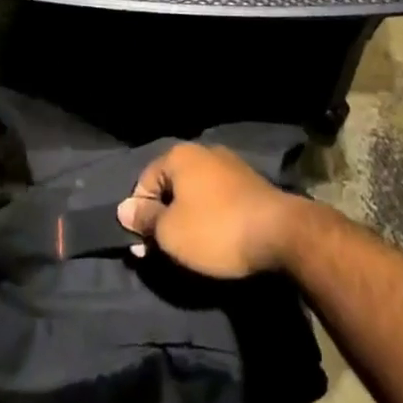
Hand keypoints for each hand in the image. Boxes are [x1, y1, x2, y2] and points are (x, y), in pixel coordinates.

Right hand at [116, 143, 300, 278]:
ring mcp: (229, 165)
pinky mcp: (248, 182)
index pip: (144, 180)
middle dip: (162, 217)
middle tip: (162, 251)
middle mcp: (203, 151)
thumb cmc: (215, 229)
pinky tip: (213, 238)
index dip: (138, 214)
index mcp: (180, 155)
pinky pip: (216, 198)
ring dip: (185, 218)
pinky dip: (209, 216)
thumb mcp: (170, 232)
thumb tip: (124, 208)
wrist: (278, 232)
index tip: (142, 246)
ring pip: (194, 192)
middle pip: (170, 185)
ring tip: (188, 249)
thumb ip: (145, 219)